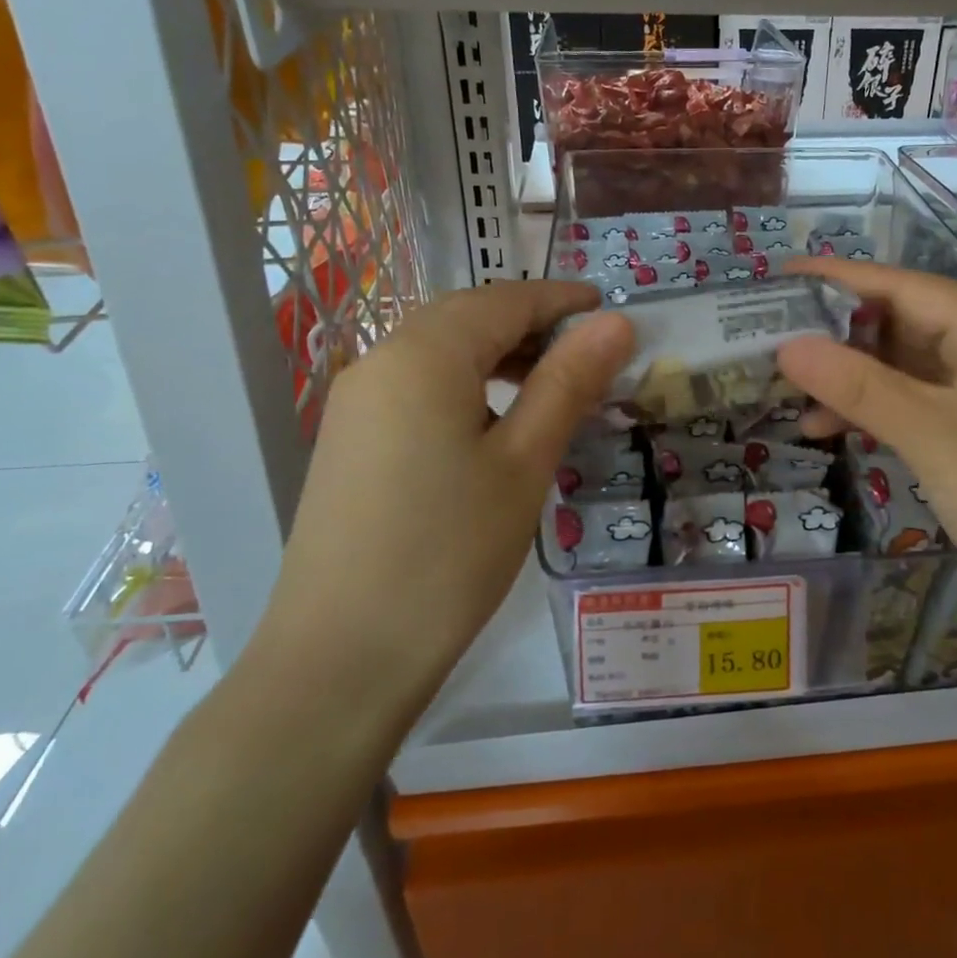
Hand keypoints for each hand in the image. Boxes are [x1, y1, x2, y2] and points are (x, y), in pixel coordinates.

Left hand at [255, 282, 633, 738]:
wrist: (340, 658)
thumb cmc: (449, 553)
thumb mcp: (525, 462)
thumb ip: (569, 382)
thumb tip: (616, 322)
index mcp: (424, 354)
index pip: (505, 300)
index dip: (561, 299)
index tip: (610, 308)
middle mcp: (381, 361)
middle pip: (467, 317)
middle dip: (531, 323)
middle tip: (590, 350)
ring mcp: (357, 401)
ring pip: (440, 351)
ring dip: (497, 354)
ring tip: (551, 384)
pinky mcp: (350, 439)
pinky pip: (417, 385)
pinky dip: (465, 384)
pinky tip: (494, 422)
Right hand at [778, 259, 956, 637]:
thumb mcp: (931, 434)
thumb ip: (858, 386)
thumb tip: (787, 346)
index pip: (909, 288)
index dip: (844, 278)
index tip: (785, 274)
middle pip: (903, 325)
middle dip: (839, 331)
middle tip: (774, 332)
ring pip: (901, 369)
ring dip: (849, 378)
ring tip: (789, 387)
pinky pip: (909, 406)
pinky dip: (868, 412)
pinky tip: (824, 428)